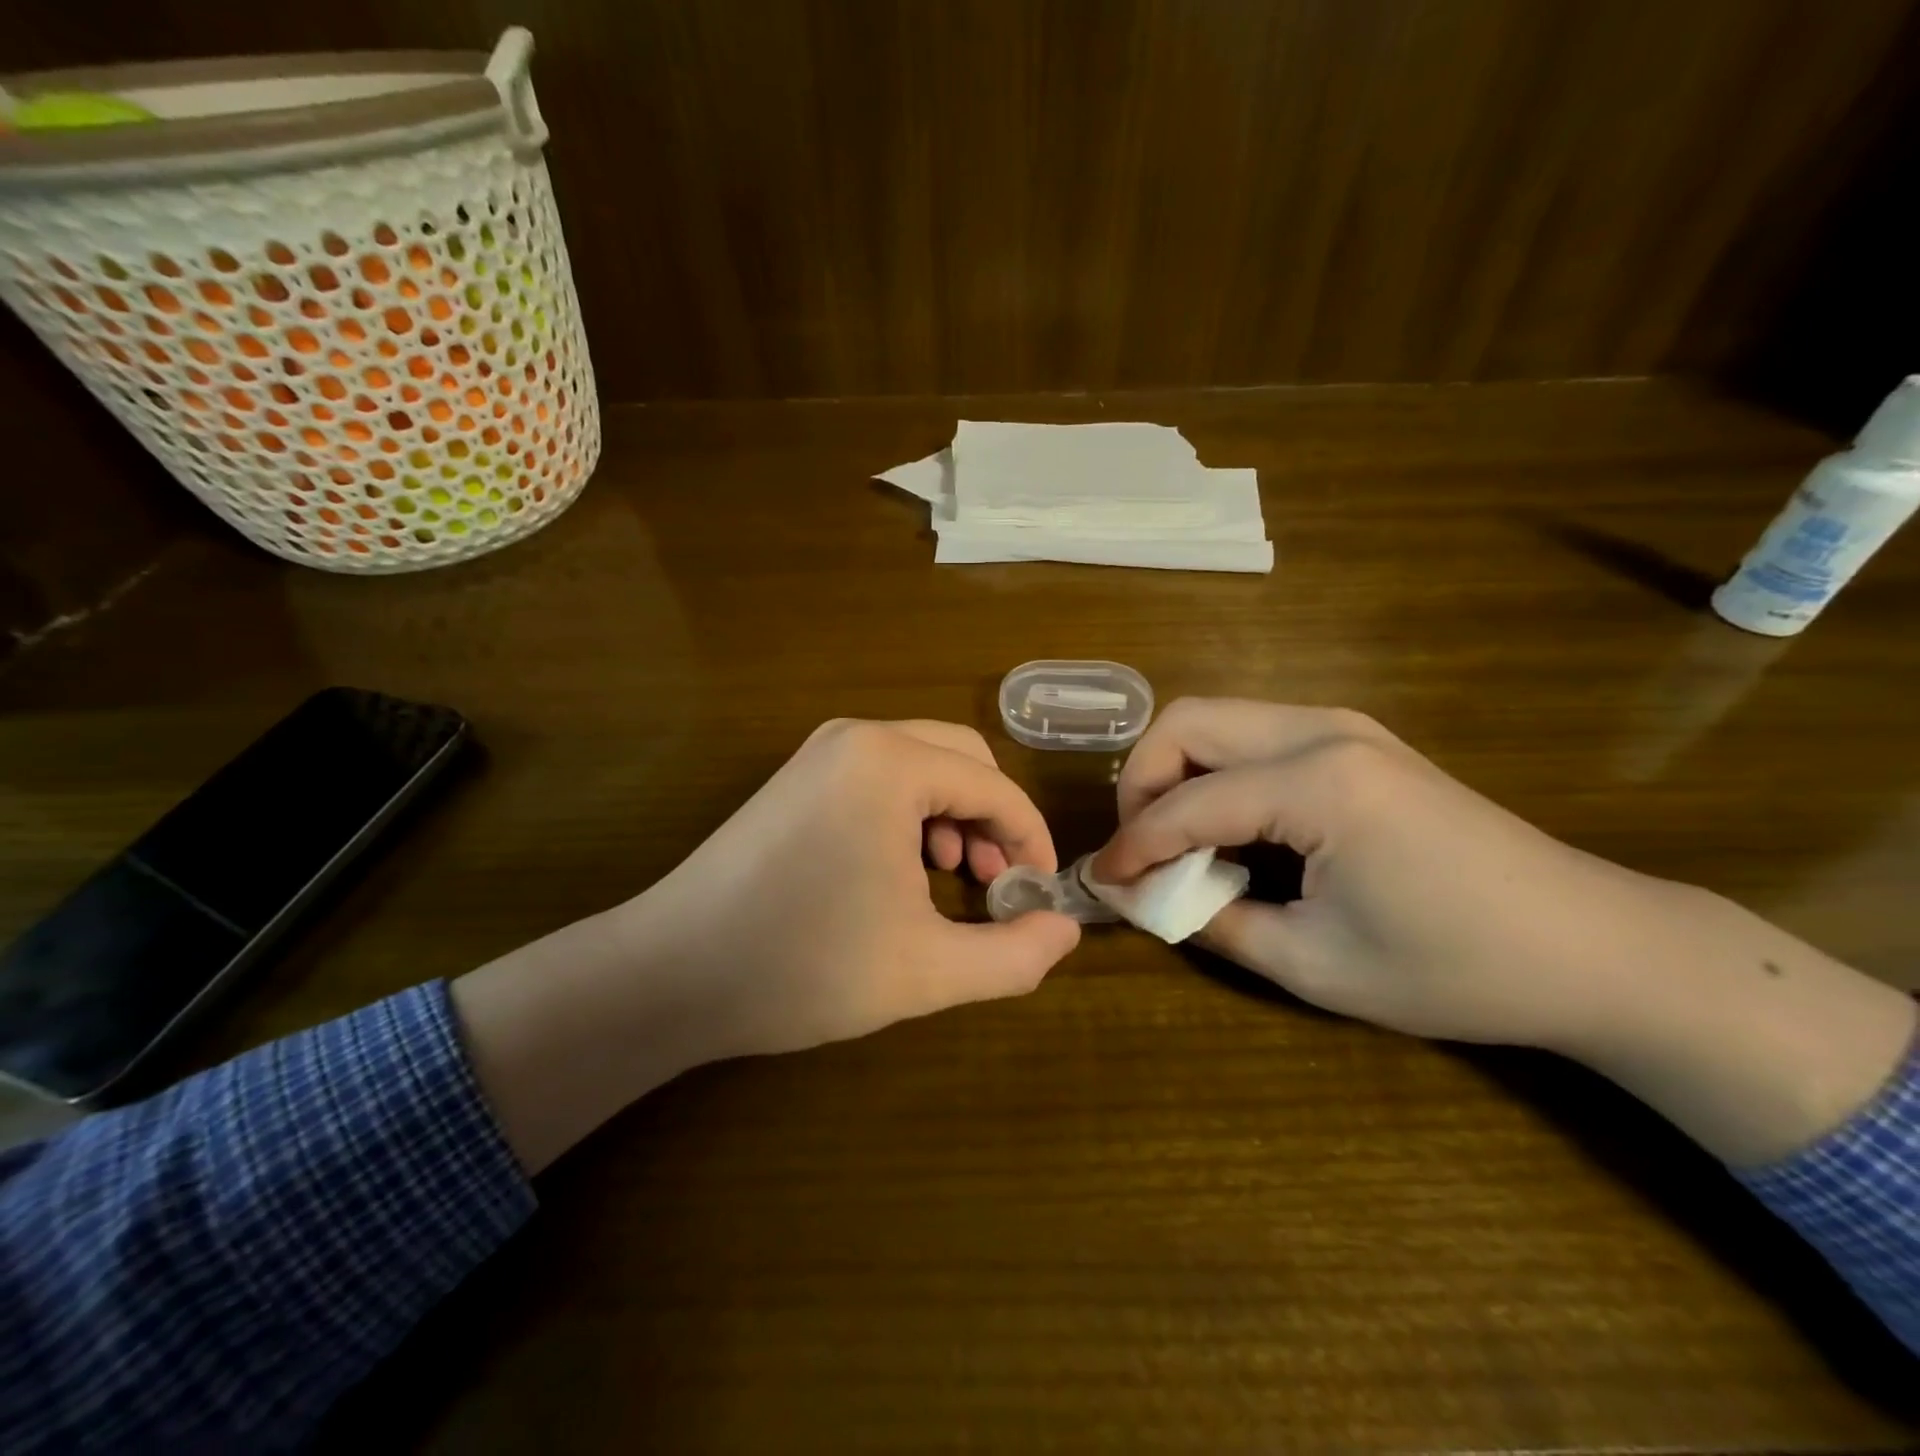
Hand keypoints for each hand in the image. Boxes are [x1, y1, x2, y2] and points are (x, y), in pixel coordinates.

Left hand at [609, 718, 1079, 1058]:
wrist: (670, 974)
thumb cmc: (803, 966)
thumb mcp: (927, 971)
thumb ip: (1014, 954)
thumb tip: (1066, 931)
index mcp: (891, 763)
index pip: (995, 788)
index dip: (1031, 842)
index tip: (1038, 897)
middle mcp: (857, 737)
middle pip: (963, 761)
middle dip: (994, 820)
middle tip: (996, 885)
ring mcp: (820, 753)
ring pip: (923, 766)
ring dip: (955, 815)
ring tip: (953, 876)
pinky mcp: (798, 777)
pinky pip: (881, 778)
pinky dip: (912, 814)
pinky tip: (902, 868)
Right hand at [1093, 699, 1914, 1163]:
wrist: (1595, 947)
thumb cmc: (1456, 968)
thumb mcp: (1313, 964)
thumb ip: (1208, 921)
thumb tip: (1134, 898)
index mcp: (1317, 783)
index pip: (1186, 803)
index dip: (1131, 845)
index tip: (1101, 884)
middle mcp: (1323, 729)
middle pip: (1186, 722)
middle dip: (1142, 783)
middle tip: (1141, 849)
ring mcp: (1344, 725)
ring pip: (1217, 719)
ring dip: (1177, 772)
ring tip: (1179, 842)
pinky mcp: (1356, 740)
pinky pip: (1253, 735)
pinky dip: (1218, 773)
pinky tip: (1231, 828)